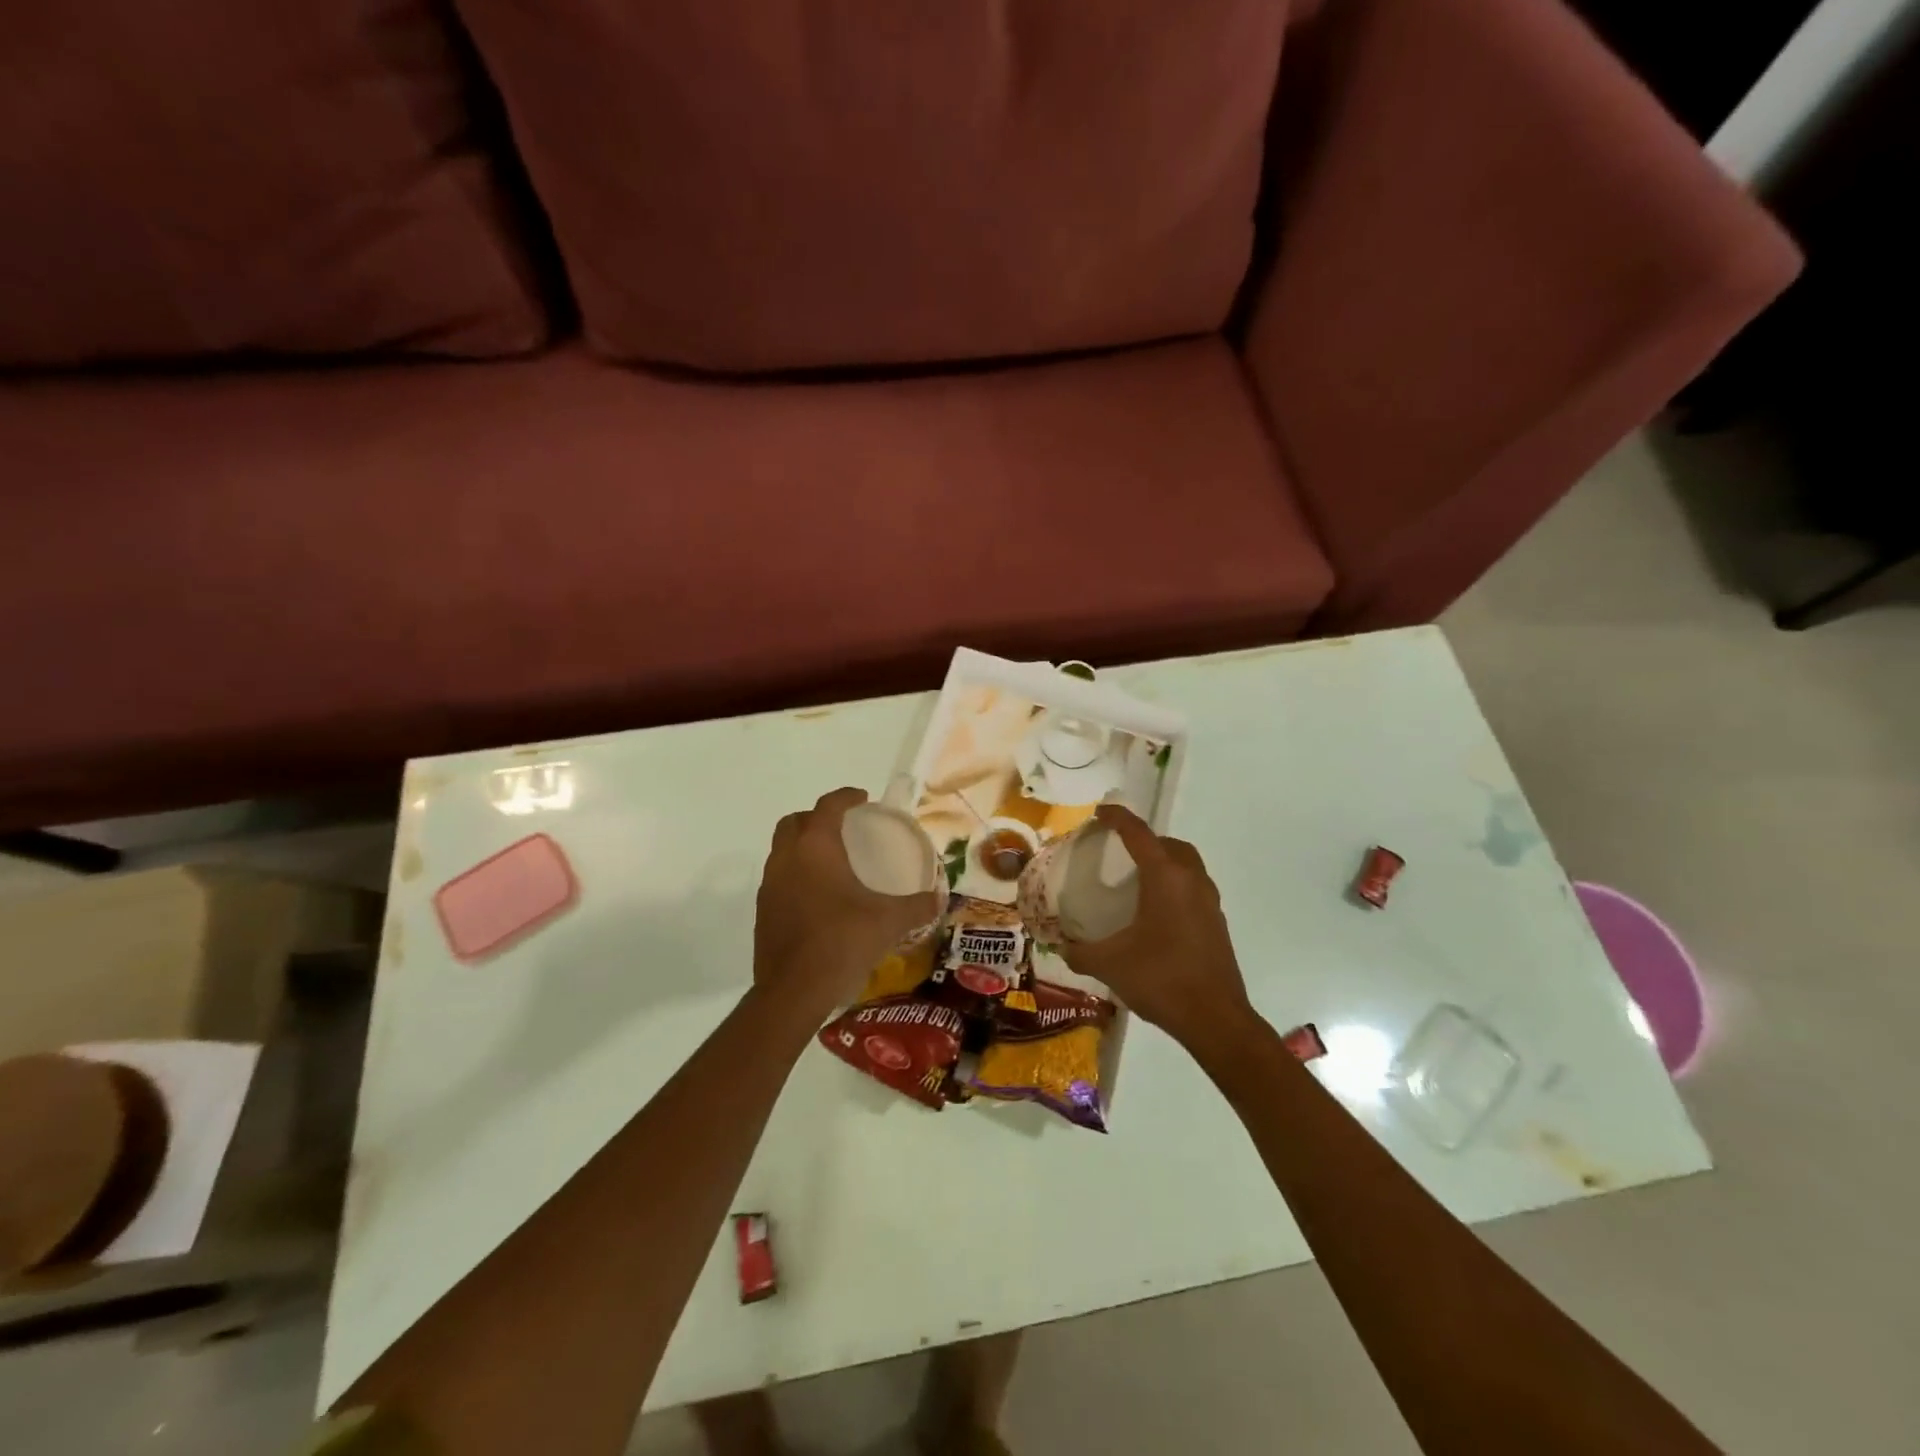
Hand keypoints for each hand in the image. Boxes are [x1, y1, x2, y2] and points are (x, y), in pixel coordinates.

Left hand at [754, 787, 942, 1017]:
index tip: (863, 798)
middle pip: (795, 821)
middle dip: (818, 817)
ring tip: (832, 861)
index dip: (846, 797)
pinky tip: (818, 897)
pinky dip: (796, 875)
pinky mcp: (762, 911)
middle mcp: (786, 858)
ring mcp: (769, 885)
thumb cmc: (842, 942)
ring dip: (803, 846)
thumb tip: (940, 899)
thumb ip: (917, 906)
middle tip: (844, 828)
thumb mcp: (888, 922)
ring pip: (782, 850)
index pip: (828, 806)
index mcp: (815, 847)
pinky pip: (779, 878)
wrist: (793, 991)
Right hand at [1057, 805, 1253, 1054]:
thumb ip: (1079, 952)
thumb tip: (1060, 946)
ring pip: (1187, 865)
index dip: (1117, 818)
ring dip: (1164, 862)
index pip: (1138, 833)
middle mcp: (1191, 880)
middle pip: (1169, 844)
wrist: (1215, 1019)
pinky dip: (1175, 885)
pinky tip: (1157, 913)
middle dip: (1145, 840)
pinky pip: (1194, 888)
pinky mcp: (1217, 922)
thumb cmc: (1161, 979)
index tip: (1100, 814)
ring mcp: (1209, 901)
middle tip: (1120, 851)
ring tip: (1138, 880)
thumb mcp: (1109, 964)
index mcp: (1165, 878)